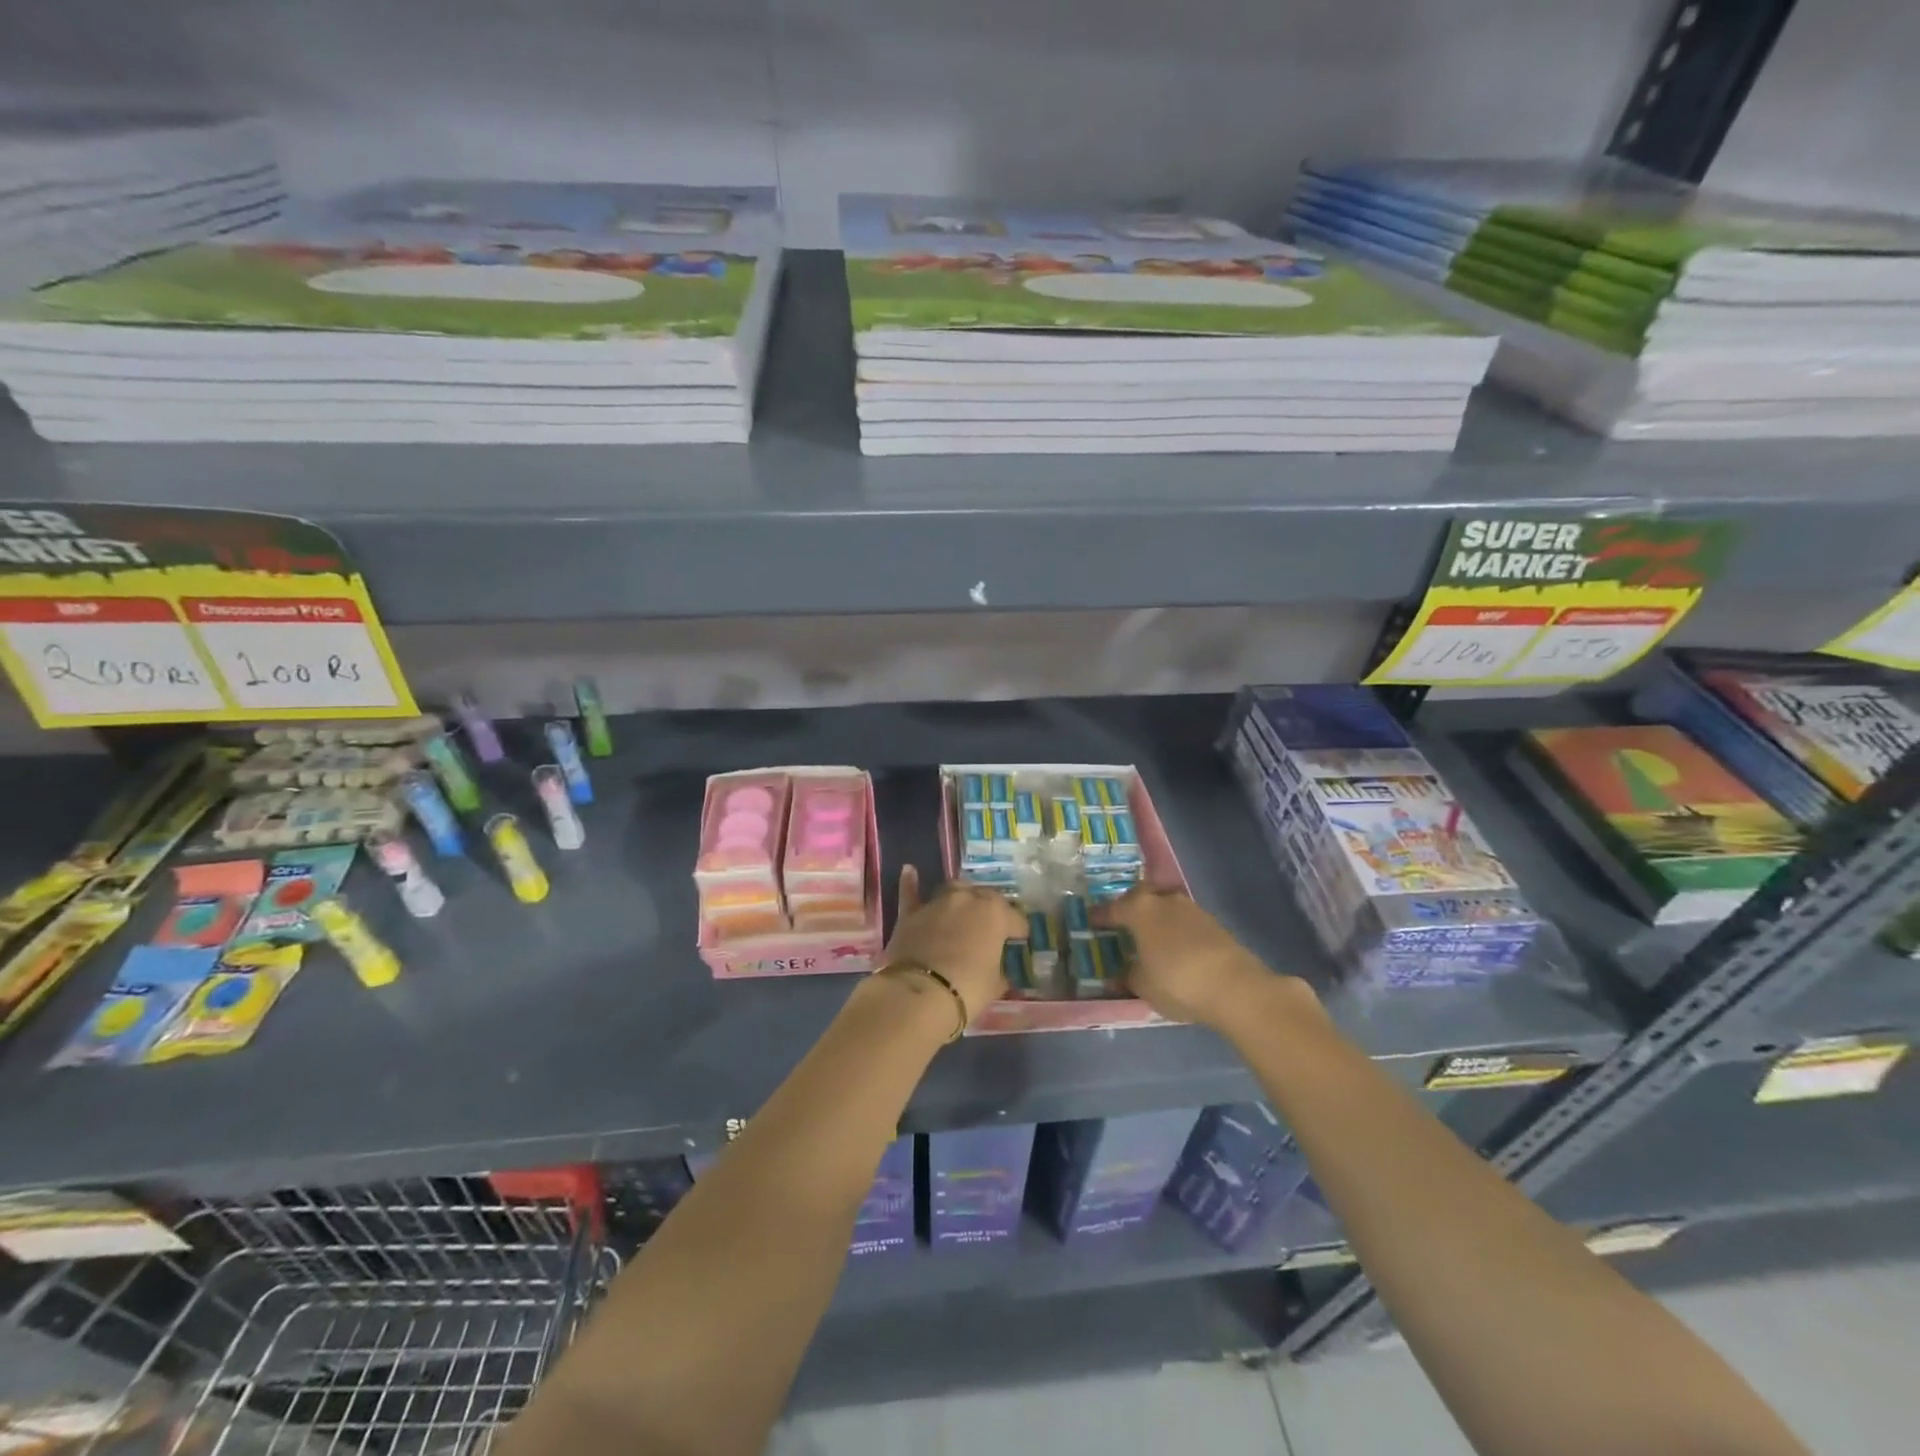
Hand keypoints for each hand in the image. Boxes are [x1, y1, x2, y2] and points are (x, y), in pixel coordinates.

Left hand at [882, 866, 1023, 1022]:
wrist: (921, 992)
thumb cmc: (968, 988)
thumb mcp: (995, 985)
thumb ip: (999, 972)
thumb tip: (1000, 974)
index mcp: (995, 913)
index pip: (1016, 919)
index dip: (1018, 932)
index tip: (1018, 944)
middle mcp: (968, 899)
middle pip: (986, 898)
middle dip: (992, 911)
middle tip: (992, 929)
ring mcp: (938, 902)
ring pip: (954, 890)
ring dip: (962, 898)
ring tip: (964, 909)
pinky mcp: (911, 913)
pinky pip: (910, 892)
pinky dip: (910, 883)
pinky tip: (909, 870)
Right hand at [1098, 886, 1309, 1029]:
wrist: (1235, 987)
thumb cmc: (1176, 981)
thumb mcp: (1142, 985)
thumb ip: (1129, 975)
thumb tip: (1125, 972)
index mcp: (1139, 909)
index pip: (1112, 909)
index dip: (1100, 916)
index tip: (1091, 921)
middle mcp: (1164, 900)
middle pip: (1141, 896)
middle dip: (1131, 906)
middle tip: (1123, 922)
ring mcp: (1191, 909)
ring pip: (1165, 906)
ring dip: (1156, 917)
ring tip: (1150, 936)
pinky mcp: (1213, 923)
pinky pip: (1184, 920)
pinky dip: (1175, 929)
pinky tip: (1175, 946)